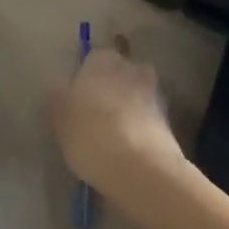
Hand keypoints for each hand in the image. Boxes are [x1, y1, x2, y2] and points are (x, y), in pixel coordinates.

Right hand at [51, 39, 185, 199]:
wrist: (141, 169)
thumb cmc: (91, 135)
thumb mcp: (60, 118)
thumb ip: (59, 98)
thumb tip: (59, 88)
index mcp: (102, 60)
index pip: (92, 59)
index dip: (85, 78)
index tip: (78, 99)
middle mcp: (131, 68)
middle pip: (118, 73)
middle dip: (110, 88)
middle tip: (95, 115)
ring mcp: (153, 92)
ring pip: (135, 94)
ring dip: (128, 107)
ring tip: (113, 134)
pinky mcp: (169, 119)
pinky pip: (147, 116)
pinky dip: (140, 125)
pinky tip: (129, 146)